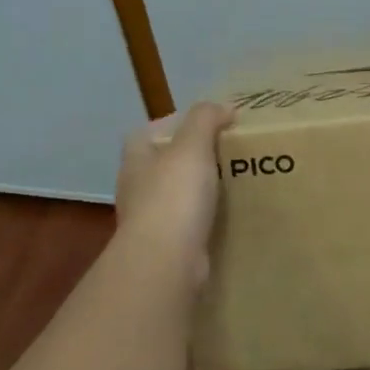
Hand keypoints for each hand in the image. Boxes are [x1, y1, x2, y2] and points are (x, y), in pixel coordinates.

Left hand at [114, 103, 234, 287]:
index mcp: (136, 160)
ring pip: (176, 195)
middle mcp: (136, 189)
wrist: (165, 261)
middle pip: (162, 164)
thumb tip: (224, 107)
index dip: (172, 124)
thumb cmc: (174, 195)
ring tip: (233, 181)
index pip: (146, 133)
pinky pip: (188, 224)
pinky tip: (229, 215)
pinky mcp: (166, 247)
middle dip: (190, 158)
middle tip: (226, 151)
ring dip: (199, 189)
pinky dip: (205, 218)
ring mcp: (149, 221)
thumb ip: (206, 119)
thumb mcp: (192, 145)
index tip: (205, 124)